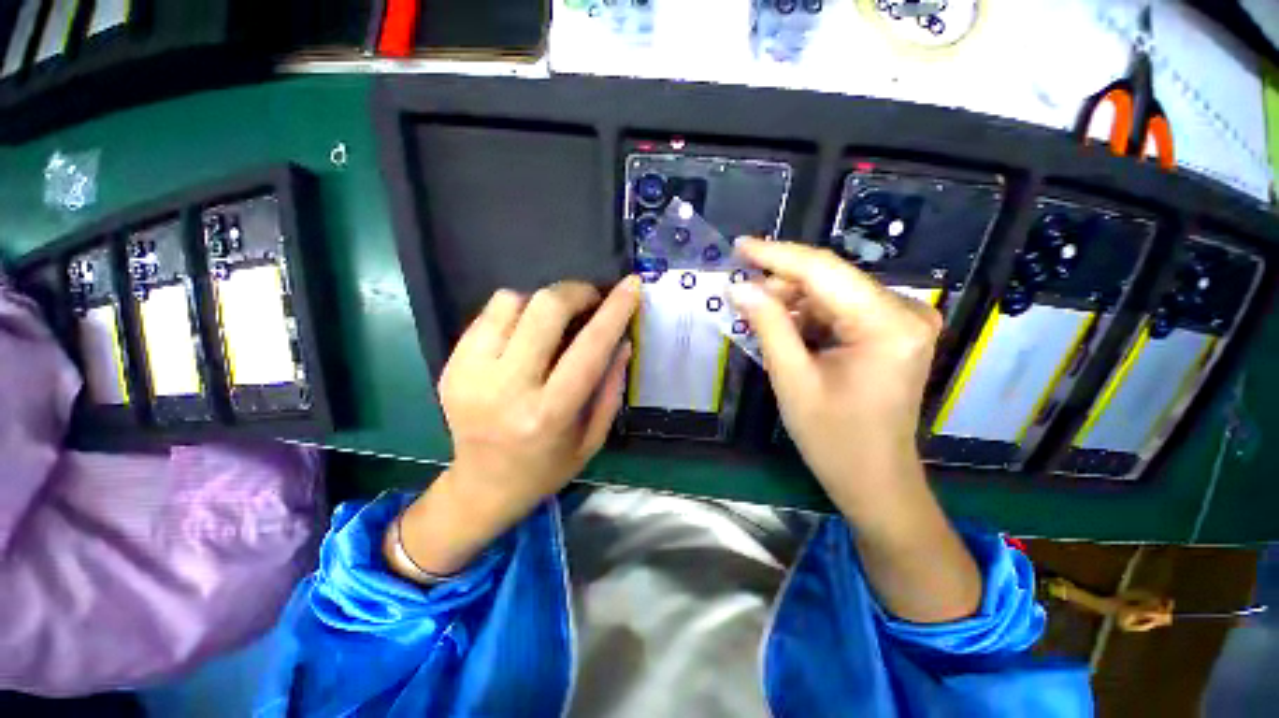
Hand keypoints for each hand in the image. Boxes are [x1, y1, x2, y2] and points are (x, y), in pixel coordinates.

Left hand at [390, 277, 639, 576]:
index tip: (630, 286)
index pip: (589, 347)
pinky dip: (515, 312)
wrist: (483, 486)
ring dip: (542, 301)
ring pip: (510, 301)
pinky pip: (487, 315)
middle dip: (575, 292)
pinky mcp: (451, 366)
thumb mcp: (594, 436)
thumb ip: (611, 386)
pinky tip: (526, 332)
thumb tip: (623, 339)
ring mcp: (470, 374)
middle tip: (590, 300)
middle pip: (544, 309)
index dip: (614, 311)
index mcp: (549, 413)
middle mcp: (506, 388)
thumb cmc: (548, 467)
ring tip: (555, 320)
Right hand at [727, 239, 941, 517]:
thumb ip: (768, 326)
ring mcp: (903, 321)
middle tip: (741, 295)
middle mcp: (905, 312)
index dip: (776, 255)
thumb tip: (739, 287)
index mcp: (887, 325)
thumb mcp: (792, 380)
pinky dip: (809, 316)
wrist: (875, 479)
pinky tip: (786, 330)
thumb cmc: (833, 439)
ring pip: (833, 293)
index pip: (823, 270)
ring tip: (759, 319)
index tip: (739, 245)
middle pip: (830, 279)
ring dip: (793, 302)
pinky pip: (842, 309)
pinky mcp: (894, 331)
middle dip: (781, 284)